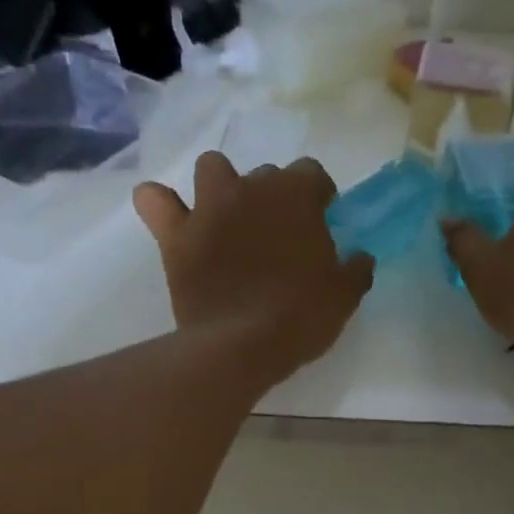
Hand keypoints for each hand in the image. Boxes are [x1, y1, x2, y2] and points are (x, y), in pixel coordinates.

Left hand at [135, 152, 375, 385]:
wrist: (242, 345)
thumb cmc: (300, 317)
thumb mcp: (344, 296)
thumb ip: (356, 268)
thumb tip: (360, 257)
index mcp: (296, 196)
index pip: (311, 173)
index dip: (317, 194)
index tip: (321, 217)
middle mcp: (250, 189)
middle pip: (265, 174)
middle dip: (273, 196)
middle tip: (277, 233)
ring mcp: (209, 208)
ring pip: (211, 168)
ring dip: (221, 185)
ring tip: (228, 216)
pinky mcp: (176, 235)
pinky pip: (153, 200)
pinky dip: (160, 204)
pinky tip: (171, 219)